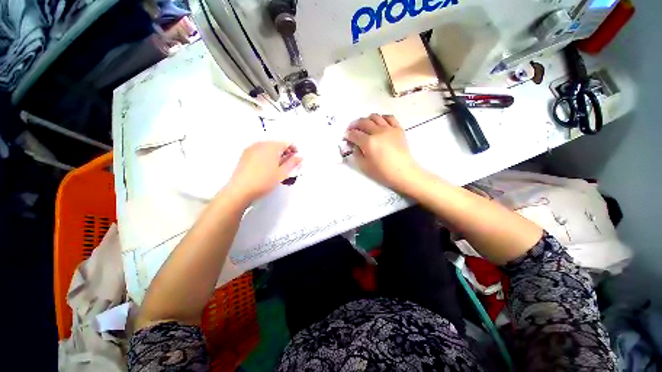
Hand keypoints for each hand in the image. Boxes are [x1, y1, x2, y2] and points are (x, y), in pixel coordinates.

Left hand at [226, 142, 301, 202]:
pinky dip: (266, 157)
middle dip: (285, 153)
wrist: (241, 190)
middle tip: (288, 165)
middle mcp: (261, 144)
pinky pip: (259, 152)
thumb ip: (292, 163)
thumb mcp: (282, 173)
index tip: (296, 159)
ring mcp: (251, 149)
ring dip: (275, 155)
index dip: (294, 151)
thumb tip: (299, 157)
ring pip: (268, 148)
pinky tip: (267, 168)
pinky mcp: (245, 155)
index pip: (287, 143)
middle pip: (277, 145)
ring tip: (278, 168)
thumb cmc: (262, 181)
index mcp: (272, 146)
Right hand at [344, 114, 421, 191]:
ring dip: (366, 119)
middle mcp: (378, 132)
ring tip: (364, 126)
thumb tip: (355, 145)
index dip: (347, 135)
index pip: (354, 134)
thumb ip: (357, 154)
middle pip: (363, 122)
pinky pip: (389, 117)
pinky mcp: (398, 129)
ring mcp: (389, 128)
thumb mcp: (364, 166)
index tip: (345, 137)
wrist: (403, 172)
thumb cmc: (383, 172)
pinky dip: (382, 118)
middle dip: (354, 125)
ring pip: (375, 117)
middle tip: (351, 130)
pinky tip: (379, 123)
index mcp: (368, 142)